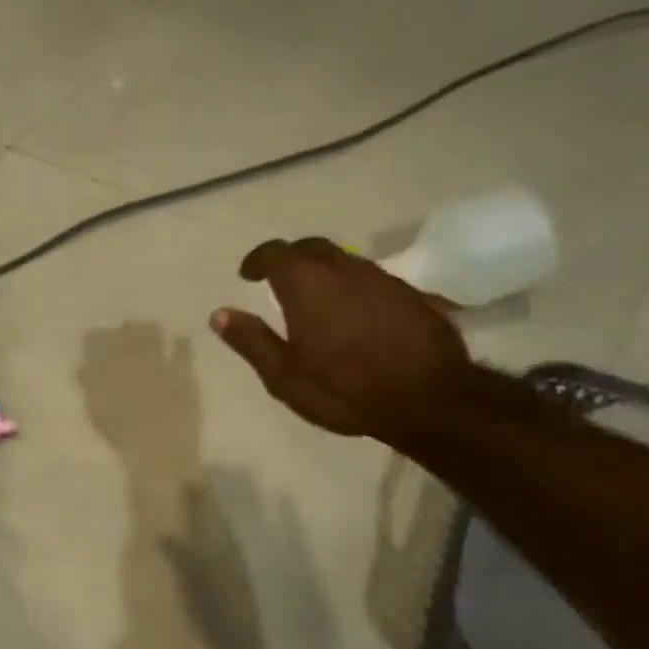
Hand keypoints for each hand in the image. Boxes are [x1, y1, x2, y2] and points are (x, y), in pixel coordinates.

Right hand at [210, 238, 471, 443]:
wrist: (429, 400)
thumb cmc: (345, 389)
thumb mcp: (284, 376)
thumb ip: (251, 340)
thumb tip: (219, 313)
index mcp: (307, 284)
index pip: (275, 253)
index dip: (258, 259)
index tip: (247, 274)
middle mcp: (344, 269)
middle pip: (311, 248)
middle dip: (290, 258)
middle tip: (277, 280)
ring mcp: (382, 279)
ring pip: (344, 261)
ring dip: (323, 271)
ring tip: (314, 298)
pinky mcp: (411, 294)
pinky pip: (371, 279)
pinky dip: (352, 287)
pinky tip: (354, 314)